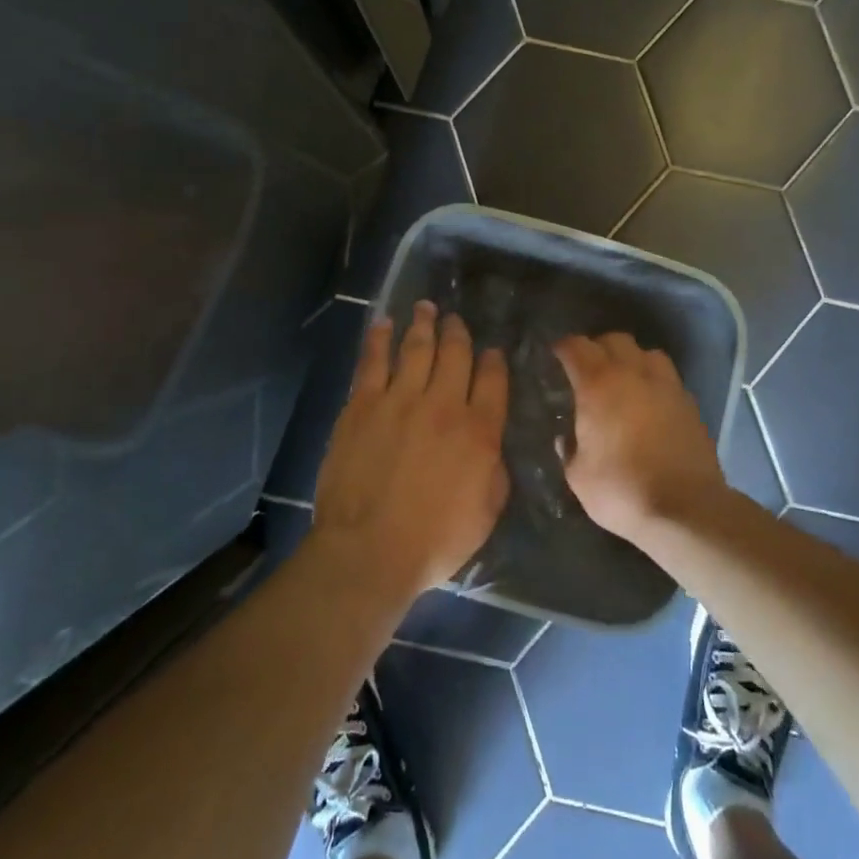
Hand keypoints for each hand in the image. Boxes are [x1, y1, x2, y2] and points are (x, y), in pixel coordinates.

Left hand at [312, 302, 509, 605]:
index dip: (494, 360)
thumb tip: (491, 441)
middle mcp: (443, 404)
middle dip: (458, 332)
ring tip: (426, 307)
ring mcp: (400, 400)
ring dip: (423, 324)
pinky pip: (373, 361)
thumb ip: (495, 469)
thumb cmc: (434, 541)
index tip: (492, 350)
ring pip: (416, 348)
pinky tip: (383, 324)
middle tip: (455, 319)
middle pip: (455, 354)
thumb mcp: (487, 512)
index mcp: (479, 431)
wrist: (368, 550)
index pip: (493, 380)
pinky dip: (379, 338)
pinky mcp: (363, 404)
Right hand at [555, 333, 723, 543]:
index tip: (555, 355)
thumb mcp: (578, 476)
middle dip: (597, 348)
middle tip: (587, 369)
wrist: (685, 509)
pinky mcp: (689, 402)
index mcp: (599, 384)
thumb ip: (568, 450)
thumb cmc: (622, 490)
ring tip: (623, 380)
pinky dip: (654, 381)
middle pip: (614, 339)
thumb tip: (565, 438)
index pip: (576, 347)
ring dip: (631, 359)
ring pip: (647, 352)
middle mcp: (633, 373)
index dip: (562, 347)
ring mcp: (666, 385)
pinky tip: (649, 403)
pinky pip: (668, 377)